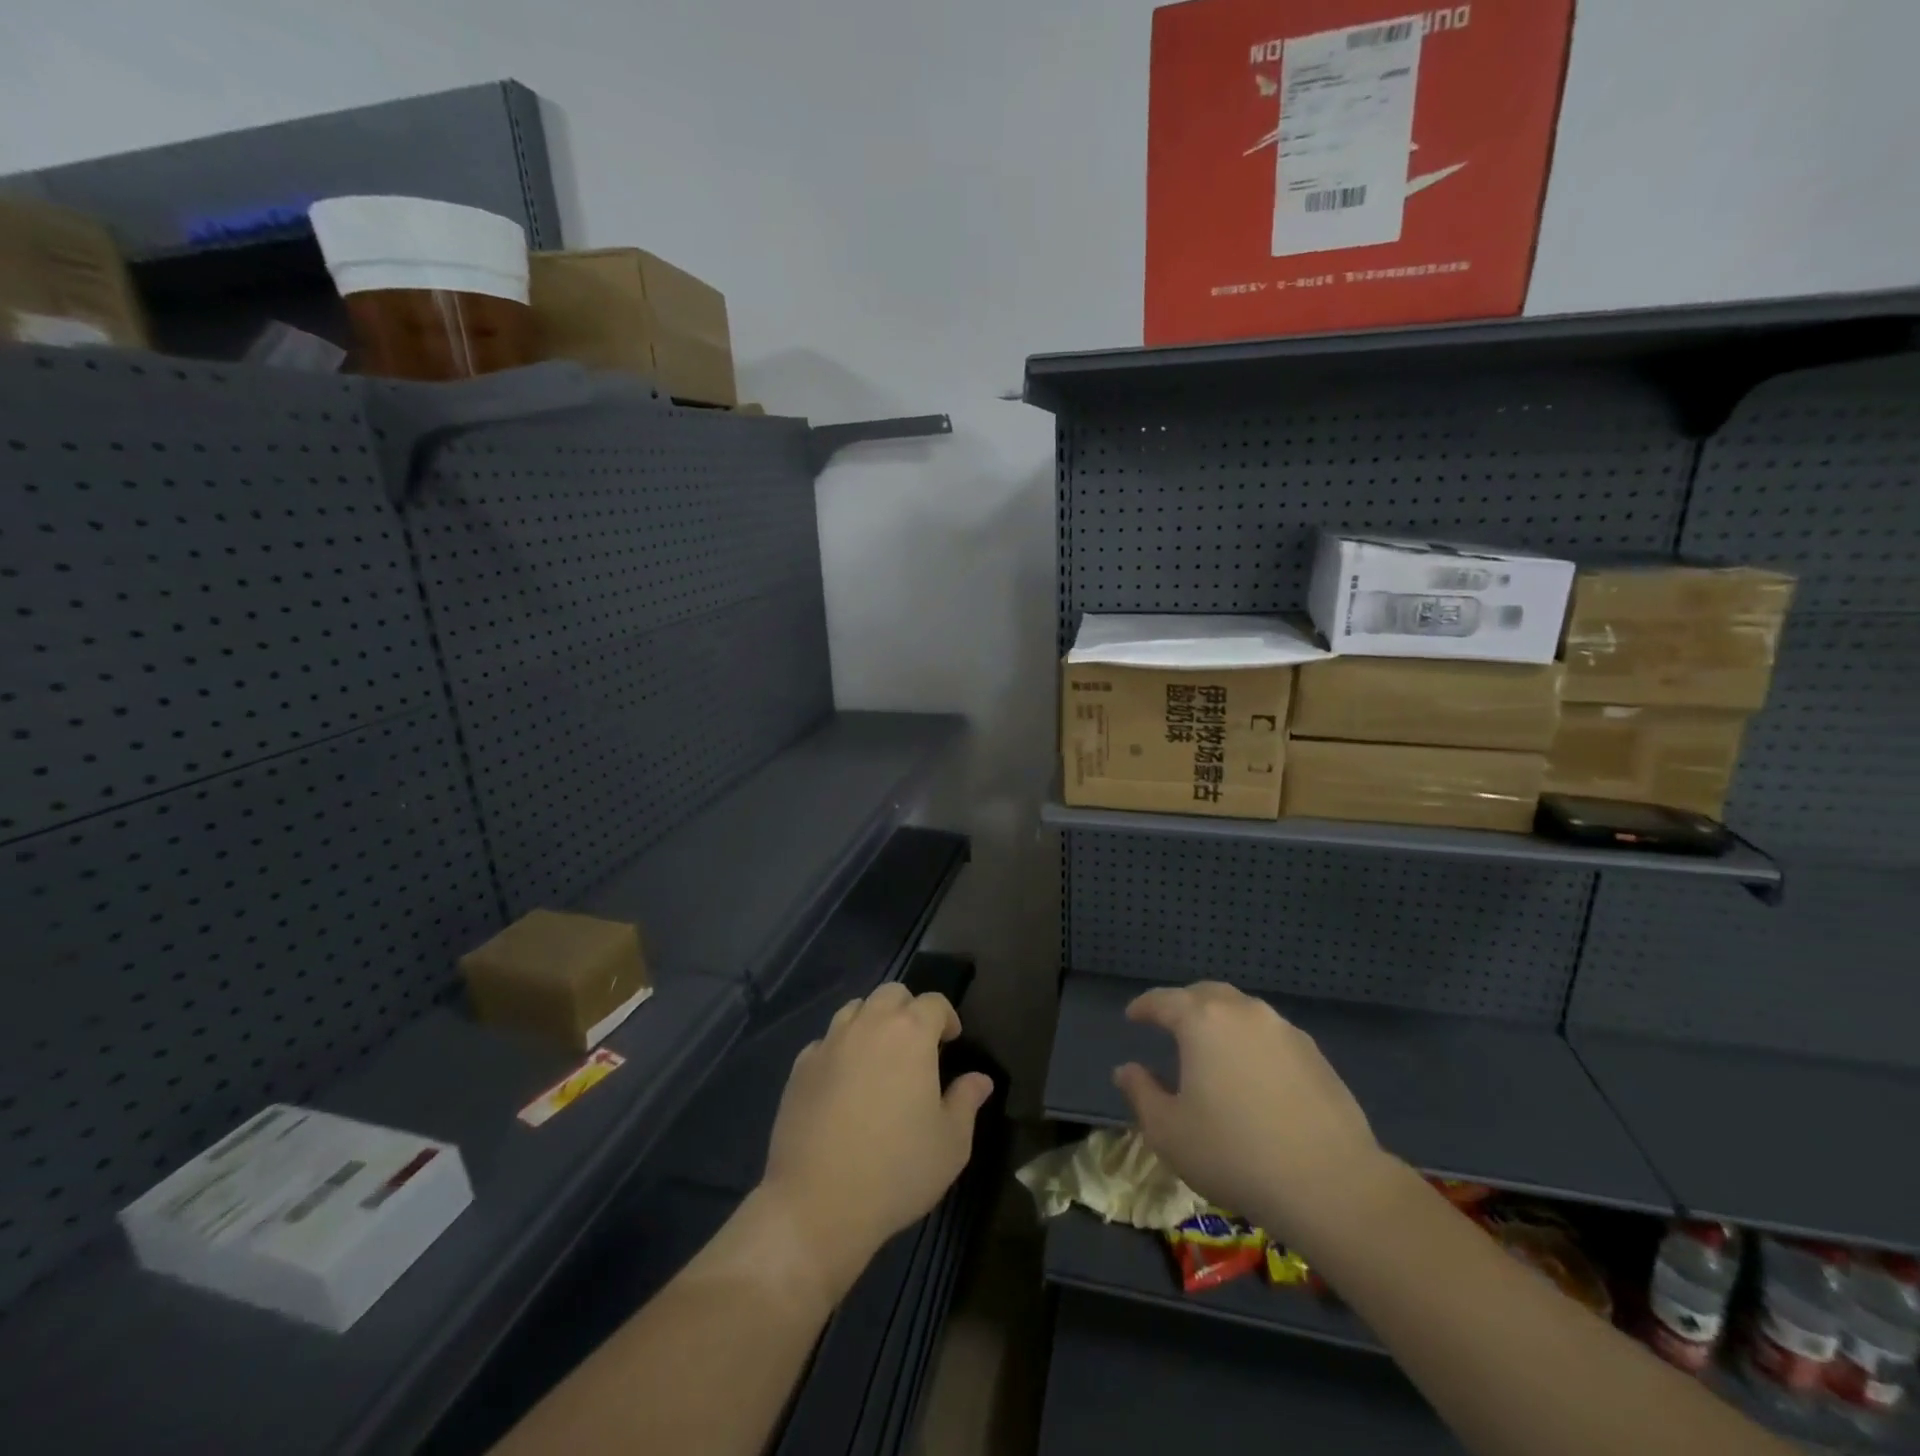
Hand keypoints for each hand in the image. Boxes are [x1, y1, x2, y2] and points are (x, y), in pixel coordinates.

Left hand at [759, 984, 993, 1298]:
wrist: (818, 1204)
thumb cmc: (896, 1170)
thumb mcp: (951, 1143)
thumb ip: (967, 1101)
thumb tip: (980, 1079)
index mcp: (910, 1034)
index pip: (933, 1002)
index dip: (946, 1017)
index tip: (951, 1041)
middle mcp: (868, 1026)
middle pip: (891, 993)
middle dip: (909, 1009)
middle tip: (917, 1045)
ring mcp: (829, 1043)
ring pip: (855, 1009)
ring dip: (872, 1021)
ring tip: (879, 1057)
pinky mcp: (801, 1067)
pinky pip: (826, 1041)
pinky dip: (840, 1049)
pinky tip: (844, 1082)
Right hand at [1113, 981, 1390, 1246]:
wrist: (1332, 1184)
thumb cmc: (1235, 1154)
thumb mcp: (1169, 1132)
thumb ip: (1141, 1093)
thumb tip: (1127, 1070)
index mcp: (1202, 1021)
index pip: (1163, 1000)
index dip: (1144, 1007)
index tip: (1132, 1016)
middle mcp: (1243, 1012)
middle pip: (1205, 994)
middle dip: (1183, 1005)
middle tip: (1170, 1025)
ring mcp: (1284, 1030)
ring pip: (1242, 1011)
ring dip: (1220, 1021)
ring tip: (1211, 1049)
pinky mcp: (1315, 1055)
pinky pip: (1270, 1035)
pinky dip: (1251, 1042)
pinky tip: (1252, 1074)